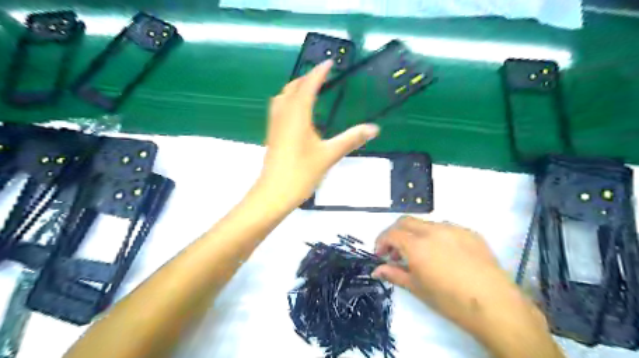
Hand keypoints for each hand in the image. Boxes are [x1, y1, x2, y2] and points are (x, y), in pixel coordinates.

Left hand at [258, 61, 380, 208]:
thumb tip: (374, 129)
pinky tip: (299, 113)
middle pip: (293, 87)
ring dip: (296, 88)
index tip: (329, 62)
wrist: (274, 193)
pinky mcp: (272, 134)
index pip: (308, 85)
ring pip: (283, 97)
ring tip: (310, 90)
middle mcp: (283, 114)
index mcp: (297, 115)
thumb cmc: (301, 173)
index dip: (319, 72)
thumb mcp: (329, 155)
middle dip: (307, 78)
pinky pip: (279, 108)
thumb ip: (351, 139)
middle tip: (322, 76)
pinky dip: (289, 101)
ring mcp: (275, 124)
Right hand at [372, 215, 546, 344]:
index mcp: (417, 245)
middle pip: (405, 221)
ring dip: (415, 234)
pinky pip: (445, 228)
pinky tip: (442, 254)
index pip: (391, 233)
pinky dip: (435, 236)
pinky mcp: (470, 232)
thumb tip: (376, 270)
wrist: (495, 305)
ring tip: (419, 254)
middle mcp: (433, 230)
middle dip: (395, 234)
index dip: (381, 242)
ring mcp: (453, 228)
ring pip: (425, 223)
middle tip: (396, 252)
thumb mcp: (417, 288)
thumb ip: (394, 274)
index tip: (381, 255)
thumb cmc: (450, 300)